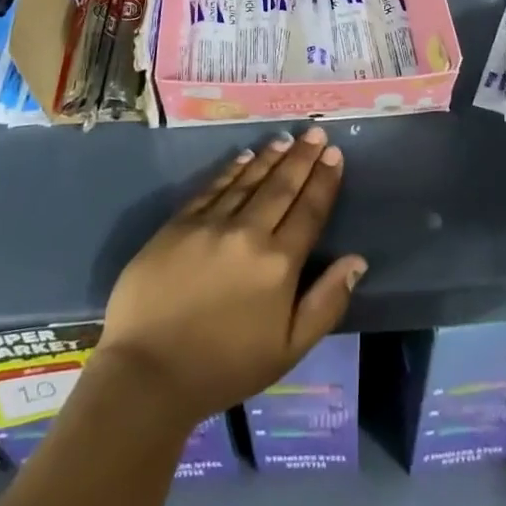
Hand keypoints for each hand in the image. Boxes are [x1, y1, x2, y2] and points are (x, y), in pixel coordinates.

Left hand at [97, 126, 366, 428]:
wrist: (148, 372)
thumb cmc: (225, 367)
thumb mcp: (289, 349)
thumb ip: (326, 303)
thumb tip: (357, 260)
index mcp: (279, 264)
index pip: (309, 210)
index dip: (324, 180)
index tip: (334, 154)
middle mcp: (248, 233)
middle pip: (281, 187)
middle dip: (302, 157)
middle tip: (315, 132)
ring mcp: (211, 224)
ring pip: (248, 180)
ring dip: (270, 157)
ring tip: (286, 138)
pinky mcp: (179, 224)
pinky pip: (212, 188)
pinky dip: (232, 170)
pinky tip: (244, 157)